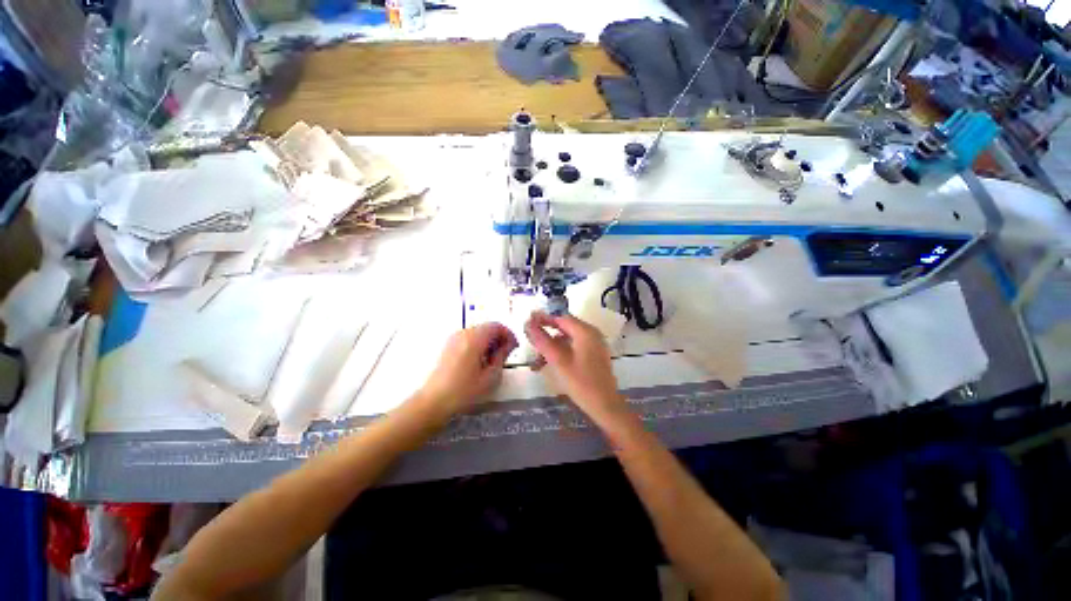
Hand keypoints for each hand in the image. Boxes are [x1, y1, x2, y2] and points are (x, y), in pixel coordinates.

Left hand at [416, 323, 517, 419]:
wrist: (436, 399)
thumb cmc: (465, 391)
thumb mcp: (490, 377)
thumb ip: (501, 357)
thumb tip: (508, 345)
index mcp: (474, 338)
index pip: (496, 326)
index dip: (508, 334)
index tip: (514, 348)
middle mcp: (462, 334)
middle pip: (485, 327)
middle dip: (498, 338)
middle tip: (505, 356)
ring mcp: (453, 339)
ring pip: (476, 333)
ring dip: (487, 342)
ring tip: (492, 362)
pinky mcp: (447, 347)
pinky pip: (467, 339)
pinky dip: (477, 346)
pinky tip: (478, 364)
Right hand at [524, 312, 631, 427]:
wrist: (604, 404)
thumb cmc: (581, 382)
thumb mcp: (558, 361)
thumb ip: (542, 341)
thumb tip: (527, 324)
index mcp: (586, 332)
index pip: (561, 318)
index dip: (543, 320)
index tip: (526, 323)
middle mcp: (592, 335)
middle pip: (564, 329)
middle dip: (546, 338)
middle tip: (531, 347)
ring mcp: (595, 346)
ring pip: (568, 341)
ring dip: (552, 349)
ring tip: (538, 364)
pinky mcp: (595, 358)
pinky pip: (575, 349)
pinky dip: (562, 355)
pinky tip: (552, 366)